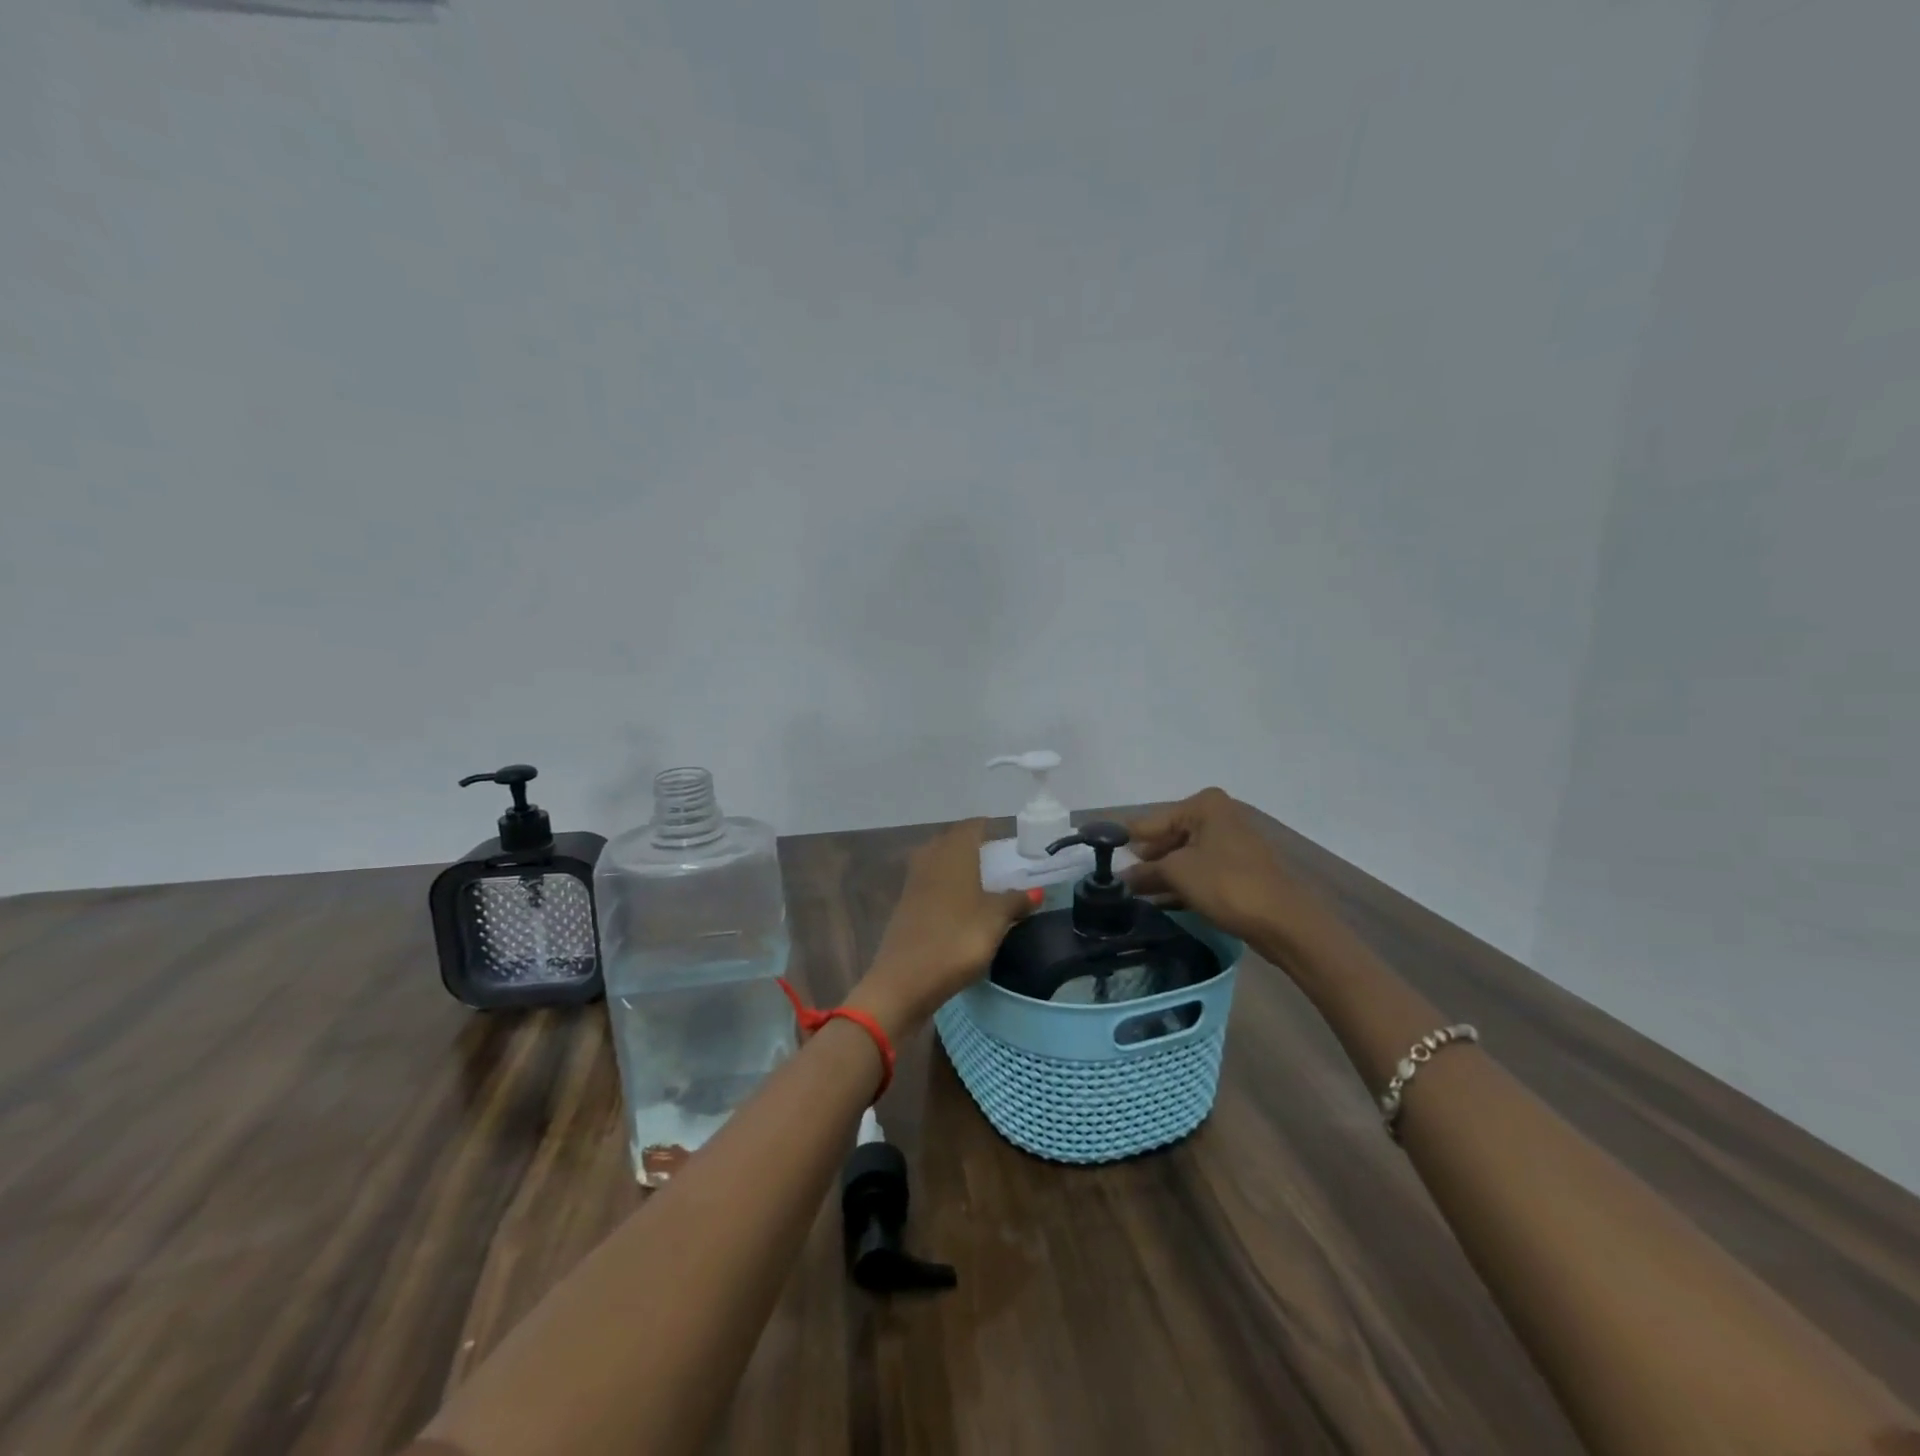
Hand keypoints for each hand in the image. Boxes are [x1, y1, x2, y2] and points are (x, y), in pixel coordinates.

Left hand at [847, 820, 1036, 1036]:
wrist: (904, 979)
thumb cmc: (956, 940)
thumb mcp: (995, 920)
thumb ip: (1015, 902)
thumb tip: (1036, 891)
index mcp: (954, 855)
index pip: (970, 828)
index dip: (986, 827)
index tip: (1002, 834)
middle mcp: (930, 861)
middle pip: (949, 841)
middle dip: (968, 843)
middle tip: (992, 855)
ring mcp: (913, 884)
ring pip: (935, 861)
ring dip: (953, 864)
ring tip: (976, 878)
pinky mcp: (904, 907)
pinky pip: (927, 884)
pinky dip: (943, 885)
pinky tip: (956, 903)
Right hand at [1123, 788, 1322, 948]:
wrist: (1285, 921)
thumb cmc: (1227, 884)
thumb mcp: (1177, 873)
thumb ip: (1145, 871)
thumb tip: (1122, 878)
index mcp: (1204, 806)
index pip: (1152, 821)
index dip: (1126, 839)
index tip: (1101, 853)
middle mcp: (1218, 817)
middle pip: (1169, 837)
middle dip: (1145, 860)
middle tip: (1117, 880)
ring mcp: (1230, 844)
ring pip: (1184, 857)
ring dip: (1160, 875)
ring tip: (1132, 895)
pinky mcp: (1238, 870)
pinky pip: (1199, 872)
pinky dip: (1180, 884)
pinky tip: (1159, 903)